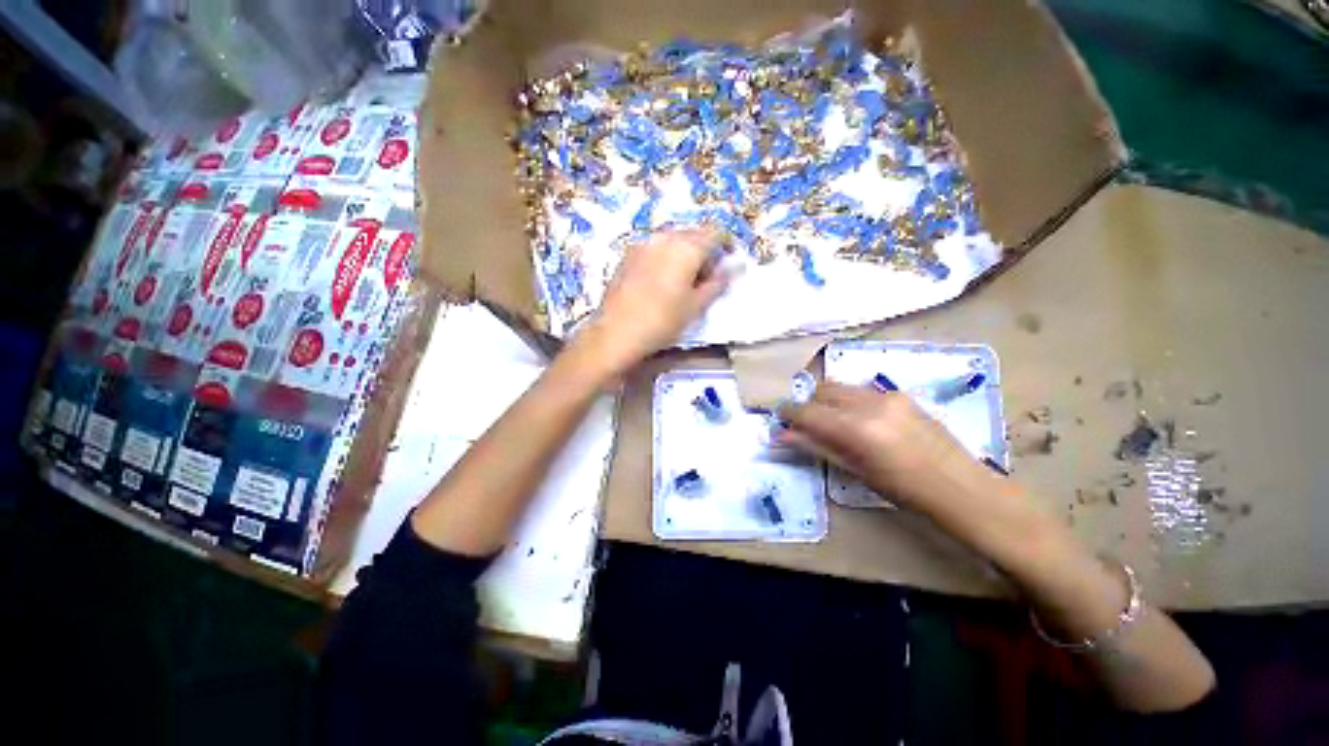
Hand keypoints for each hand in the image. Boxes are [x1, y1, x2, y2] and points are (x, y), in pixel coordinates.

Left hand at [577, 228, 729, 371]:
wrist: (617, 332)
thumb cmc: (663, 321)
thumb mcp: (696, 305)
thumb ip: (718, 282)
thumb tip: (736, 266)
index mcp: (687, 247)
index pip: (716, 232)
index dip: (726, 245)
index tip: (727, 263)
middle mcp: (665, 236)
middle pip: (693, 234)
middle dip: (704, 250)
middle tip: (706, 277)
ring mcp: (643, 243)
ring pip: (672, 239)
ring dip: (684, 252)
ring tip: (683, 279)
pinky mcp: (627, 253)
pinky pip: (655, 247)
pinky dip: (665, 256)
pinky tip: (661, 279)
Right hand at [778, 382, 1000, 520]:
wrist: (961, 488)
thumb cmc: (904, 491)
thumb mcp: (855, 471)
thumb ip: (816, 447)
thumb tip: (783, 435)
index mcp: (856, 429)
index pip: (807, 411)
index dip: (789, 413)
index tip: (780, 419)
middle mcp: (869, 404)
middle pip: (822, 390)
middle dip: (809, 405)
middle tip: (808, 425)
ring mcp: (887, 395)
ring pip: (841, 387)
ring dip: (828, 401)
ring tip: (835, 424)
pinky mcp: (900, 394)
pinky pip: (861, 391)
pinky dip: (849, 401)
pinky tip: (860, 422)